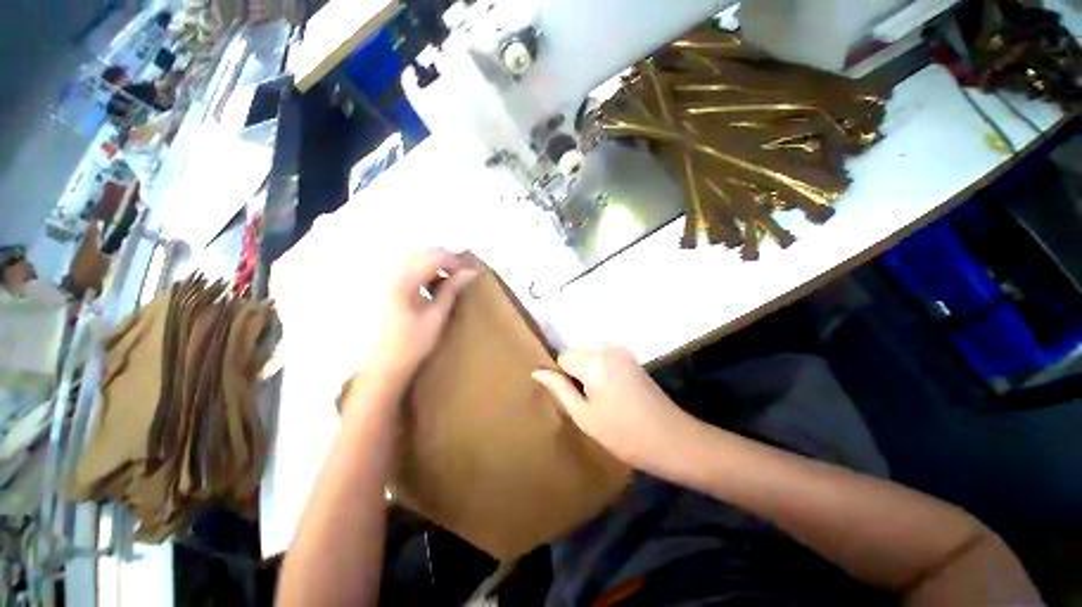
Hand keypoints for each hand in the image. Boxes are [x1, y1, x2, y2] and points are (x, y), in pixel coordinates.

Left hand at [369, 248, 477, 385]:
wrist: (387, 362)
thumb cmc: (414, 342)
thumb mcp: (438, 315)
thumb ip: (452, 289)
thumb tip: (471, 271)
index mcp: (406, 282)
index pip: (436, 257)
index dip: (456, 261)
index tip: (471, 273)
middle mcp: (396, 274)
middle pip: (426, 252)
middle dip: (448, 258)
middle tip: (465, 273)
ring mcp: (393, 279)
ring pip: (420, 257)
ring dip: (439, 262)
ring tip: (454, 278)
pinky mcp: (394, 285)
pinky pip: (414, 267)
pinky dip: (429, 269)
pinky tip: (437, 283)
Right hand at [532, 345, 702, 478]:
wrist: (672, 439)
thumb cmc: (623, 434)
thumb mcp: (584, 416)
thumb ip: (559, 389)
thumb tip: (537, 371)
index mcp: (594, 362)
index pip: (563, 357)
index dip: (562, 377)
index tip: (574, 398)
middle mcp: (608, 348)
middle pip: (576, 352)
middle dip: (575, 371)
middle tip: (587, 400)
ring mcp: (622, 351)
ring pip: (589, 353)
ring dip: (587, 370)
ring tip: (600, 397)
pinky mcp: (632, 357)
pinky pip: (604, 355)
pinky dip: (600, 368)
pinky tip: (611, 391)